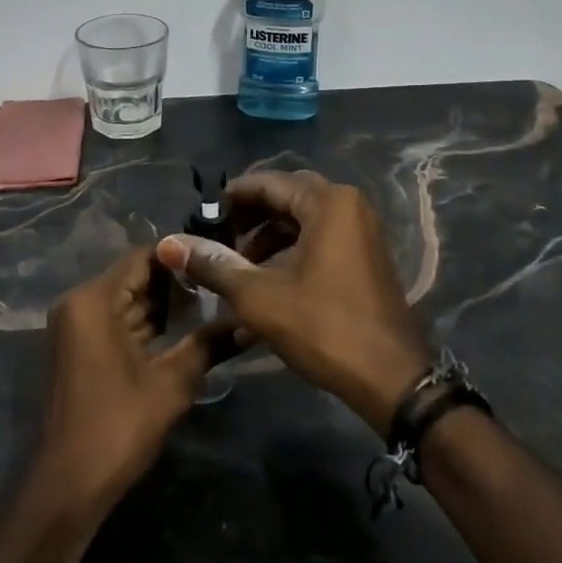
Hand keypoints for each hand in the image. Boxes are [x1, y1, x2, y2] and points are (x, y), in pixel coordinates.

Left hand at [34, 249, 229, 516]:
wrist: (69, 484)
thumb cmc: (119, 426)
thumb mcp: (172, 382)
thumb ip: (210, 344)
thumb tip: (251, 323)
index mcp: (93, 301)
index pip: (142, 258)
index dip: (180, 257)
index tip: (218, 260)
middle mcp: (79, 303)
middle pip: (134, 277)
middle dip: (176, 281)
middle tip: (221, 282)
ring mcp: (76, 326)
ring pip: (127, 300)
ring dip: (164, 303)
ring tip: (212, 302)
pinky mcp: (80, 348)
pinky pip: (117, 320)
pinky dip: (146, 323)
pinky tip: (183, 328)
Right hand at [157, 170, 431, 435]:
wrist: (391, 379)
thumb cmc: (323, 327)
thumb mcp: (259, 296)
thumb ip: (214, 265)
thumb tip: (170, 244)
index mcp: (328, 203)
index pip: (268, 183)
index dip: (231, 198)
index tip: (201, 216)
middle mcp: (349, 206)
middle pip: (286, 199)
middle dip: (249, 218)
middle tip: (218, 239)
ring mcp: (362, 232)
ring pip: (302, 222)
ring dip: (267, 239)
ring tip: (237, 267)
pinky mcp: (365, 257)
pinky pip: (320, 240)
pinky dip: (290, 254)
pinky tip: (265, 284)